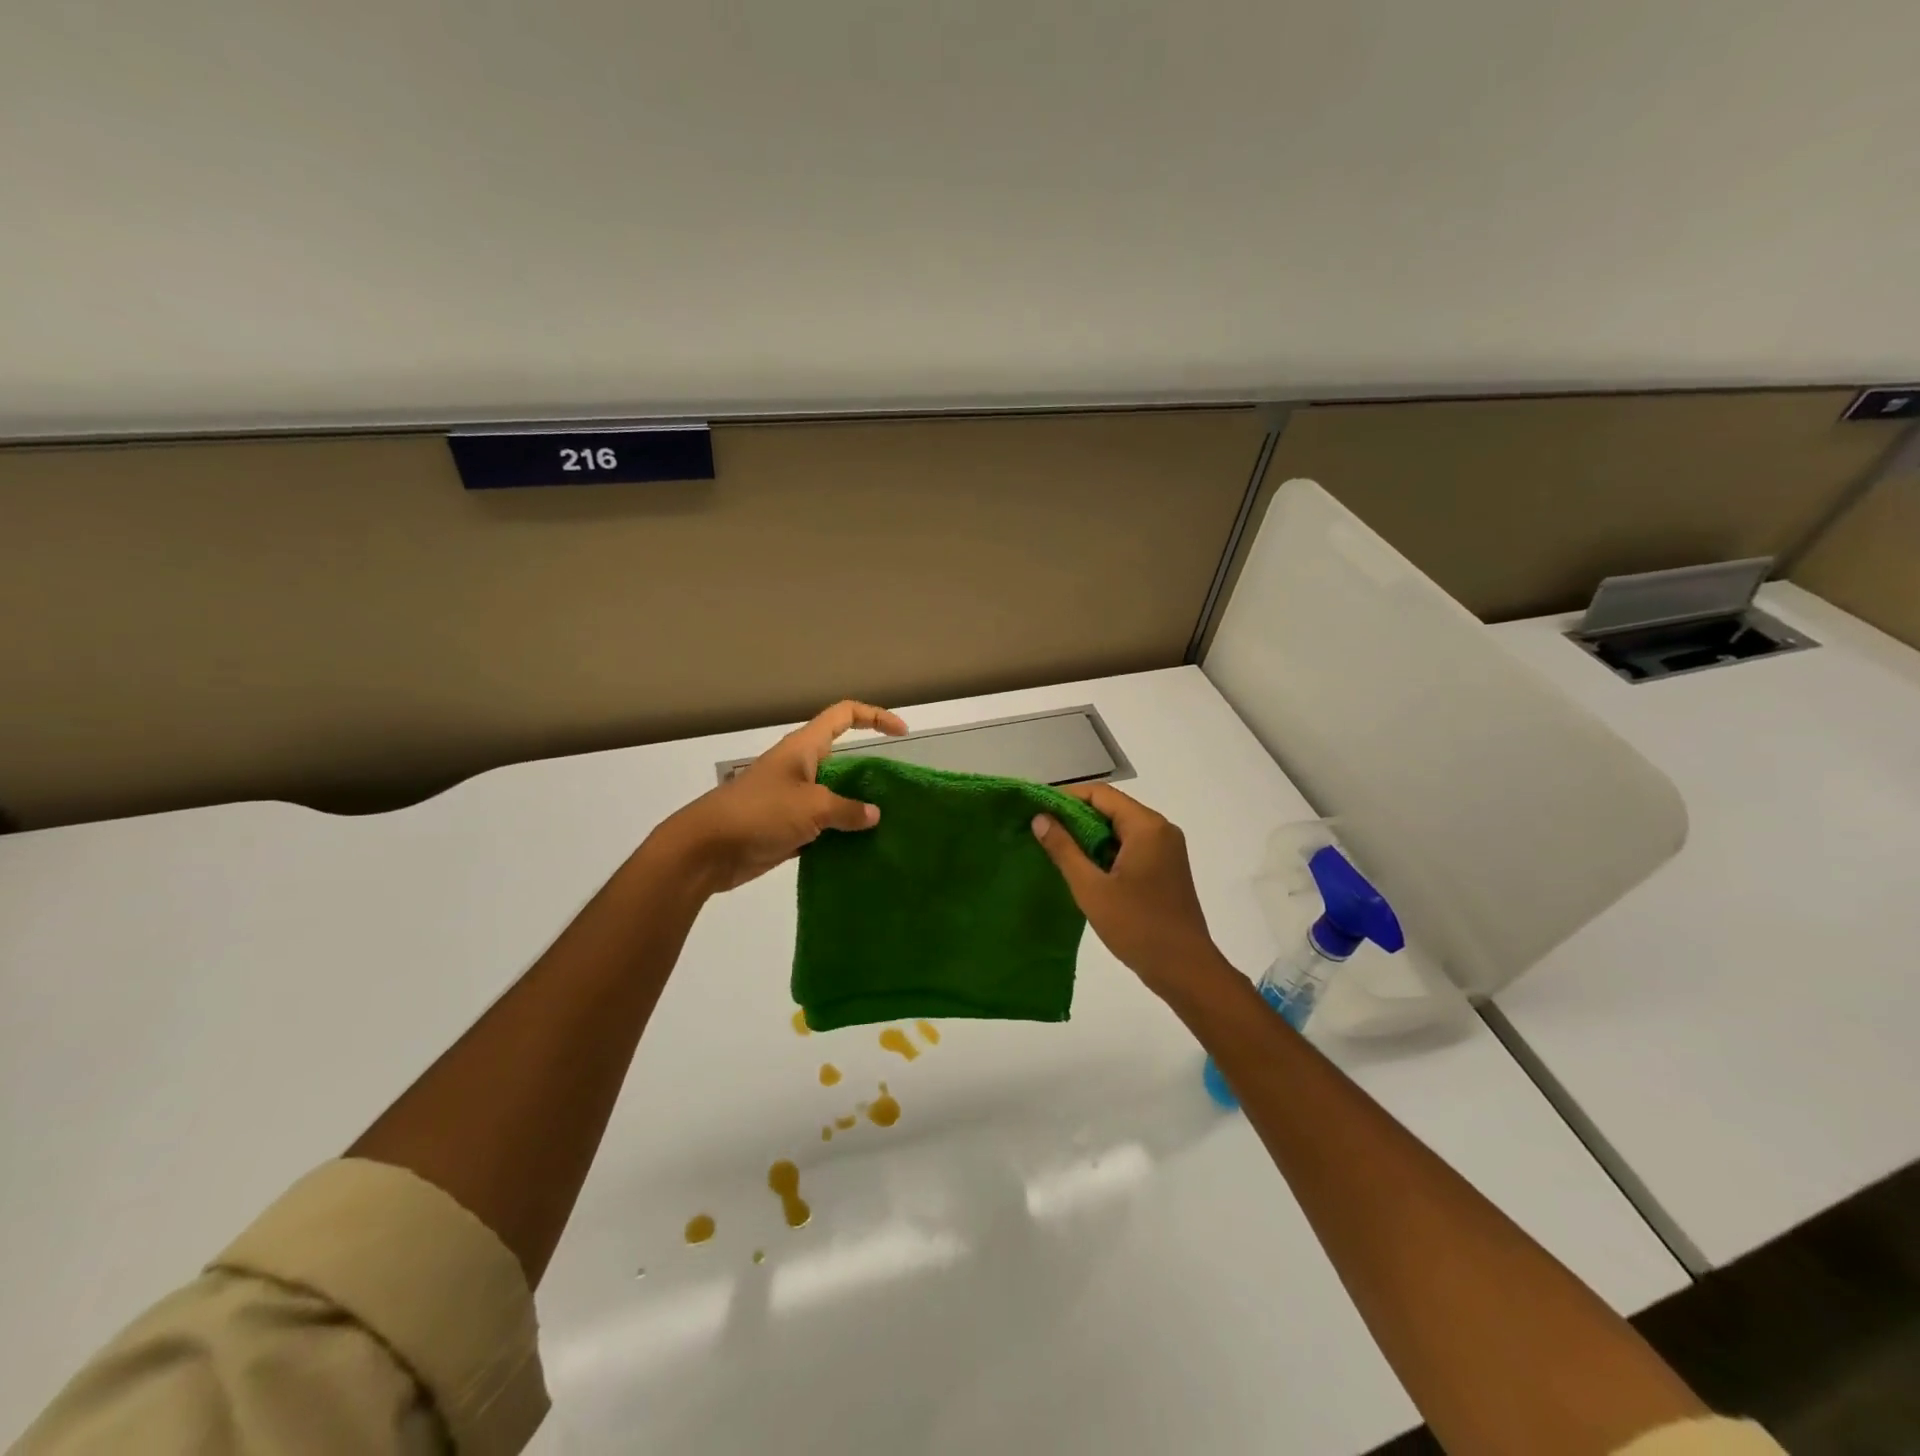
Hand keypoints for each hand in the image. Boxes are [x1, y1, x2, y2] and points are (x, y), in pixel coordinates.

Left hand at [653, 700, 907, 893]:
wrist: (706, 850)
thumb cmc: (759, 814)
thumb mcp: (811, 807)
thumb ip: (847, 810)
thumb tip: (874, 815)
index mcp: (804, 749)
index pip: (844, 716)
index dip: (874, 717)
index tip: (901, 734)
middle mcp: (800, 768)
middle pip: (843, 759)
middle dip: (870, 772)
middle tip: (897, 792)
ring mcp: (792, 799)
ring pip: (834, 796)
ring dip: (856, 809)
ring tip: (888, 825)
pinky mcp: (787, 828)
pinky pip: (823, 827)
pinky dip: (840, 836)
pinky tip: (861, 850)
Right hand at [1032, 783, 1228, 999]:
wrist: (1185, 970)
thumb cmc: (1137, 926)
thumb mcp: (1092, 888)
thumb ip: (1064, 849)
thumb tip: (1040, 818)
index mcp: (1147, 827)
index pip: (1100, 794)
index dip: (1066, 798)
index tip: (1037, 810)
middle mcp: (1161, 830)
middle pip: (1111, 809)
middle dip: (1075, 817)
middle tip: (1041, 830)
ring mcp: (1166, 850)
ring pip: (1120, 829)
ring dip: (1089, 836)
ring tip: (1054, 849)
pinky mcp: (1166, 869)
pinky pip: (1130, 847)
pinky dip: (1106, 851)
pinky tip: (1082, 868)